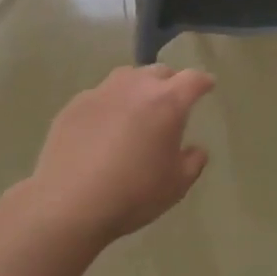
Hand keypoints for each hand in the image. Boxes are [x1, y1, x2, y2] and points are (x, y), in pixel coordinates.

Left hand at [29, 65, 215, 242]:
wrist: (69, 203)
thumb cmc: (133, 194)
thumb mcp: (176, 185)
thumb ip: (193, 161)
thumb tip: (195, 149)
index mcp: (167, 103)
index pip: (193, 79)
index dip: (204, 82)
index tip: (208, 86)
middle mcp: (135, 87)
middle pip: (159, 72)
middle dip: (170, 82)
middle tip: (172, 103)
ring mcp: (101, 93)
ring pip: (127, 78)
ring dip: (138, 88)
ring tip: (137, 110)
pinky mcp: (74, 105)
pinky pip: (100, 96)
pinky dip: (110, 105)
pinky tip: (104, 129)